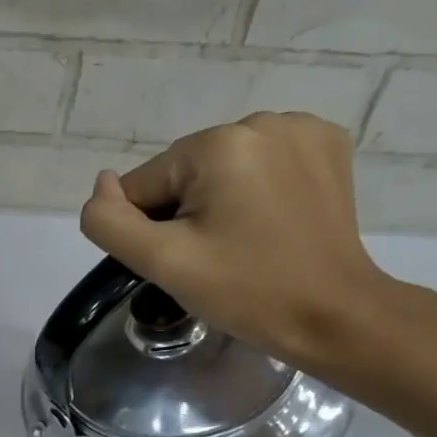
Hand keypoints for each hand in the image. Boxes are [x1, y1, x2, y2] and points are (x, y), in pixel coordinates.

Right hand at [78, 111, 400, 372]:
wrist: (334, 316)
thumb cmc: (245, 292)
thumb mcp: (162, 262)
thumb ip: (111, 221)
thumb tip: (101, 184)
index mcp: (219, 145)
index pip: (143, 185)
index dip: (150, 230)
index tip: (187, 261)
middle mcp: (261, 120)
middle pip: (182, 173)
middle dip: (185, 213)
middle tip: (213, 257)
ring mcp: (301, 129)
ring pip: (218, 168)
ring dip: (216, 201)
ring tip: (242, 241)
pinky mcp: (326, 146)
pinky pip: (259, 163)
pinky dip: (253, 189)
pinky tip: (269, 220)